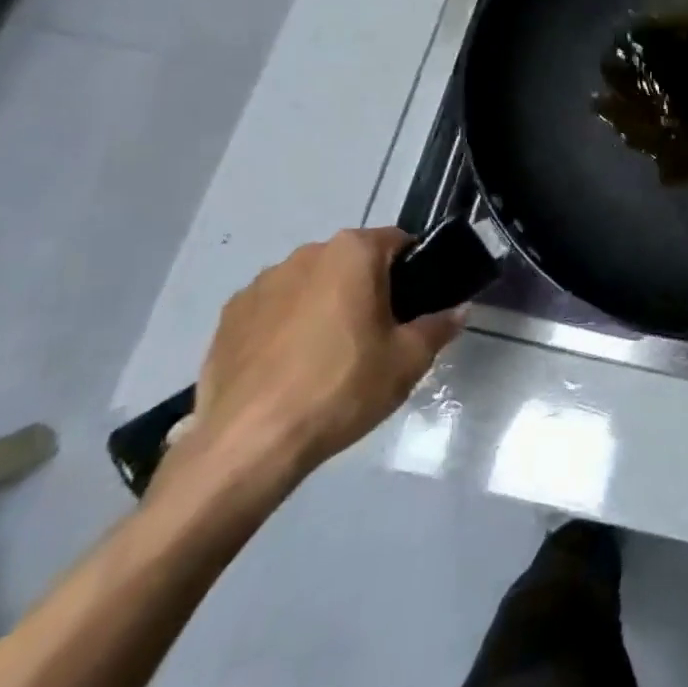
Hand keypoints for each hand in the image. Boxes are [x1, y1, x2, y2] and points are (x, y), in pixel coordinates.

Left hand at [188, 229, 463, 487]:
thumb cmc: (341, 388)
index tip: (414, 306)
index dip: (413, 270)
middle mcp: (307, 254)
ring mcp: (262, 283)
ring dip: (323, 305)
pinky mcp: (228, 317)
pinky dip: (284, 328)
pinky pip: (272, 311)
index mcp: (353, 252)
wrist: (249, 444)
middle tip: (376, 335)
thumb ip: (439, 327)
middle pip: (351, 262)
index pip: (398, 242)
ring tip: (327, 357)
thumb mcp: (408, 361)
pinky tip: (288, 369)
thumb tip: (459, 310)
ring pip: (310, 285)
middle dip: (366, 288)